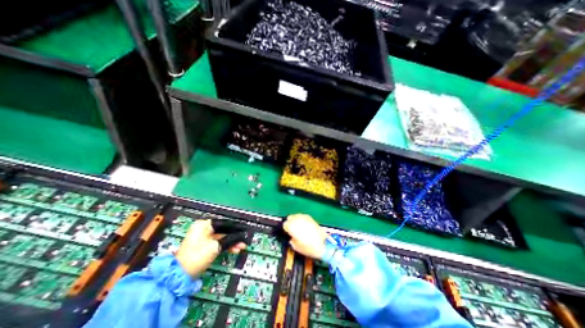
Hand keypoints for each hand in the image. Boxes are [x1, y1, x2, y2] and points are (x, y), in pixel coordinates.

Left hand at [175, 220, 244, 277]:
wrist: (179, 276)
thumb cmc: (197, 257)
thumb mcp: (215, 247)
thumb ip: (229, 239)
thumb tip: (241, 236)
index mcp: (203, 225)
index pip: (224, 223)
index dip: (235, 227)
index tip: (244, 230)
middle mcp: (203, 229)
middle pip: (223, 231)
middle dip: (234, 237)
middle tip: (243, 241)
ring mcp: (203, 238)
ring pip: (221, 238)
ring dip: (231, 243)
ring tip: (241, 247)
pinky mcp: (204, 246)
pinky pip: (218, 243)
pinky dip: (225, 246)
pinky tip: (234, 249)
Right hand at [283, 213, 326, 259]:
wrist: (323, 245)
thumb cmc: (308, 247)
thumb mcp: (296, 247)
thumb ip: (291, 240)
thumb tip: (292, 237)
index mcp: (291, 226)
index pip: (284, 224)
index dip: (285, 229)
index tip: (287, 233)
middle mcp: (297, 219)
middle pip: (289, 217)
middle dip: (290, 222)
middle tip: (292, 229)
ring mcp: (304, 217)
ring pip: (296, 215)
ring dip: (295, 220)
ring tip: (298, 227)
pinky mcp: (311, 218)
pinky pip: (303, 216)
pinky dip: (302, 220)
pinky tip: (304, 225)